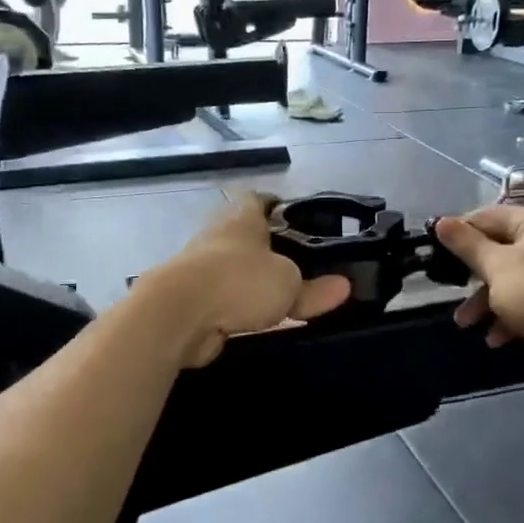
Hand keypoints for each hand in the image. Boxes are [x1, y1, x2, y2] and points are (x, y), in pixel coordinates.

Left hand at [139, 196, 350, 367]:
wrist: (178, 314)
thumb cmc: (239, 281)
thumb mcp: (288, 284)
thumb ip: (315, 289)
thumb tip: (345, 287)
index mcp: (242, 219)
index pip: (260, 200)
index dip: (279, 206)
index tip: (298, 219)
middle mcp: (218, 237)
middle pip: (247, 237)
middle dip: (269, 250)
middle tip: (301, 266)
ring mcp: (200, 269)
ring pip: (234, 271)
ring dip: (252, 283)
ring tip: (284, 298)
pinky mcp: (191, 301)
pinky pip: (224, 302)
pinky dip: (239, 310)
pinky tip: (259, 322)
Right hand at [434, 206, 523, 366]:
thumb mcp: (497, 266)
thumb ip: (467, 244)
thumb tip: (441, 222)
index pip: (489, 216)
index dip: (460, 233)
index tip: (436, 252)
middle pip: (502, 249)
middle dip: (474, 277)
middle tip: (452, 293)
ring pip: (515, 278)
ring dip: (489, 301)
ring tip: (467, 325)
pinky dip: (513, 315)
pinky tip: (497, 338)